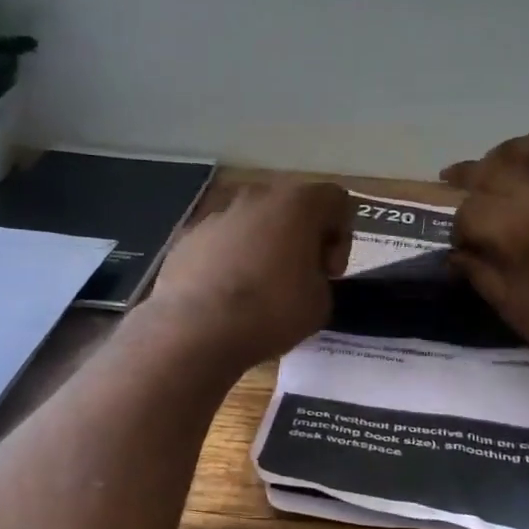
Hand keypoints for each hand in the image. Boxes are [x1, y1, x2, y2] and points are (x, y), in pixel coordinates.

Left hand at [145, 181, 354, 369]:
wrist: (197, 330)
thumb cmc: (271, 312)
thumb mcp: (320, 302)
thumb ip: (320, 276)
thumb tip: (303, 276)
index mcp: (296, 204)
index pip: (336, 199)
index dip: (342, 236)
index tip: (329, 272)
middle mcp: (255, 198)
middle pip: (290, 207)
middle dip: (300, 238)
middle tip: (299, 279)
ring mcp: (216, 216)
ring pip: (252, 224)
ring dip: (262, 248)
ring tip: (258, 291)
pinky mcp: (186, 238)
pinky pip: (220, 244)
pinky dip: (229, 262)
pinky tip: (225, 297)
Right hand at [442, 122, 528, 411]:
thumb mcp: (514, 310)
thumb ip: (481, 273)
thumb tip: (457, 253)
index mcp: (523, 231)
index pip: (473, 211)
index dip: (459, 227)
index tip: (460, 246)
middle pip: (504, 168)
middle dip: (474, 177)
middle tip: (463, 188)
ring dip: (522, 148)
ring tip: (507, 160)